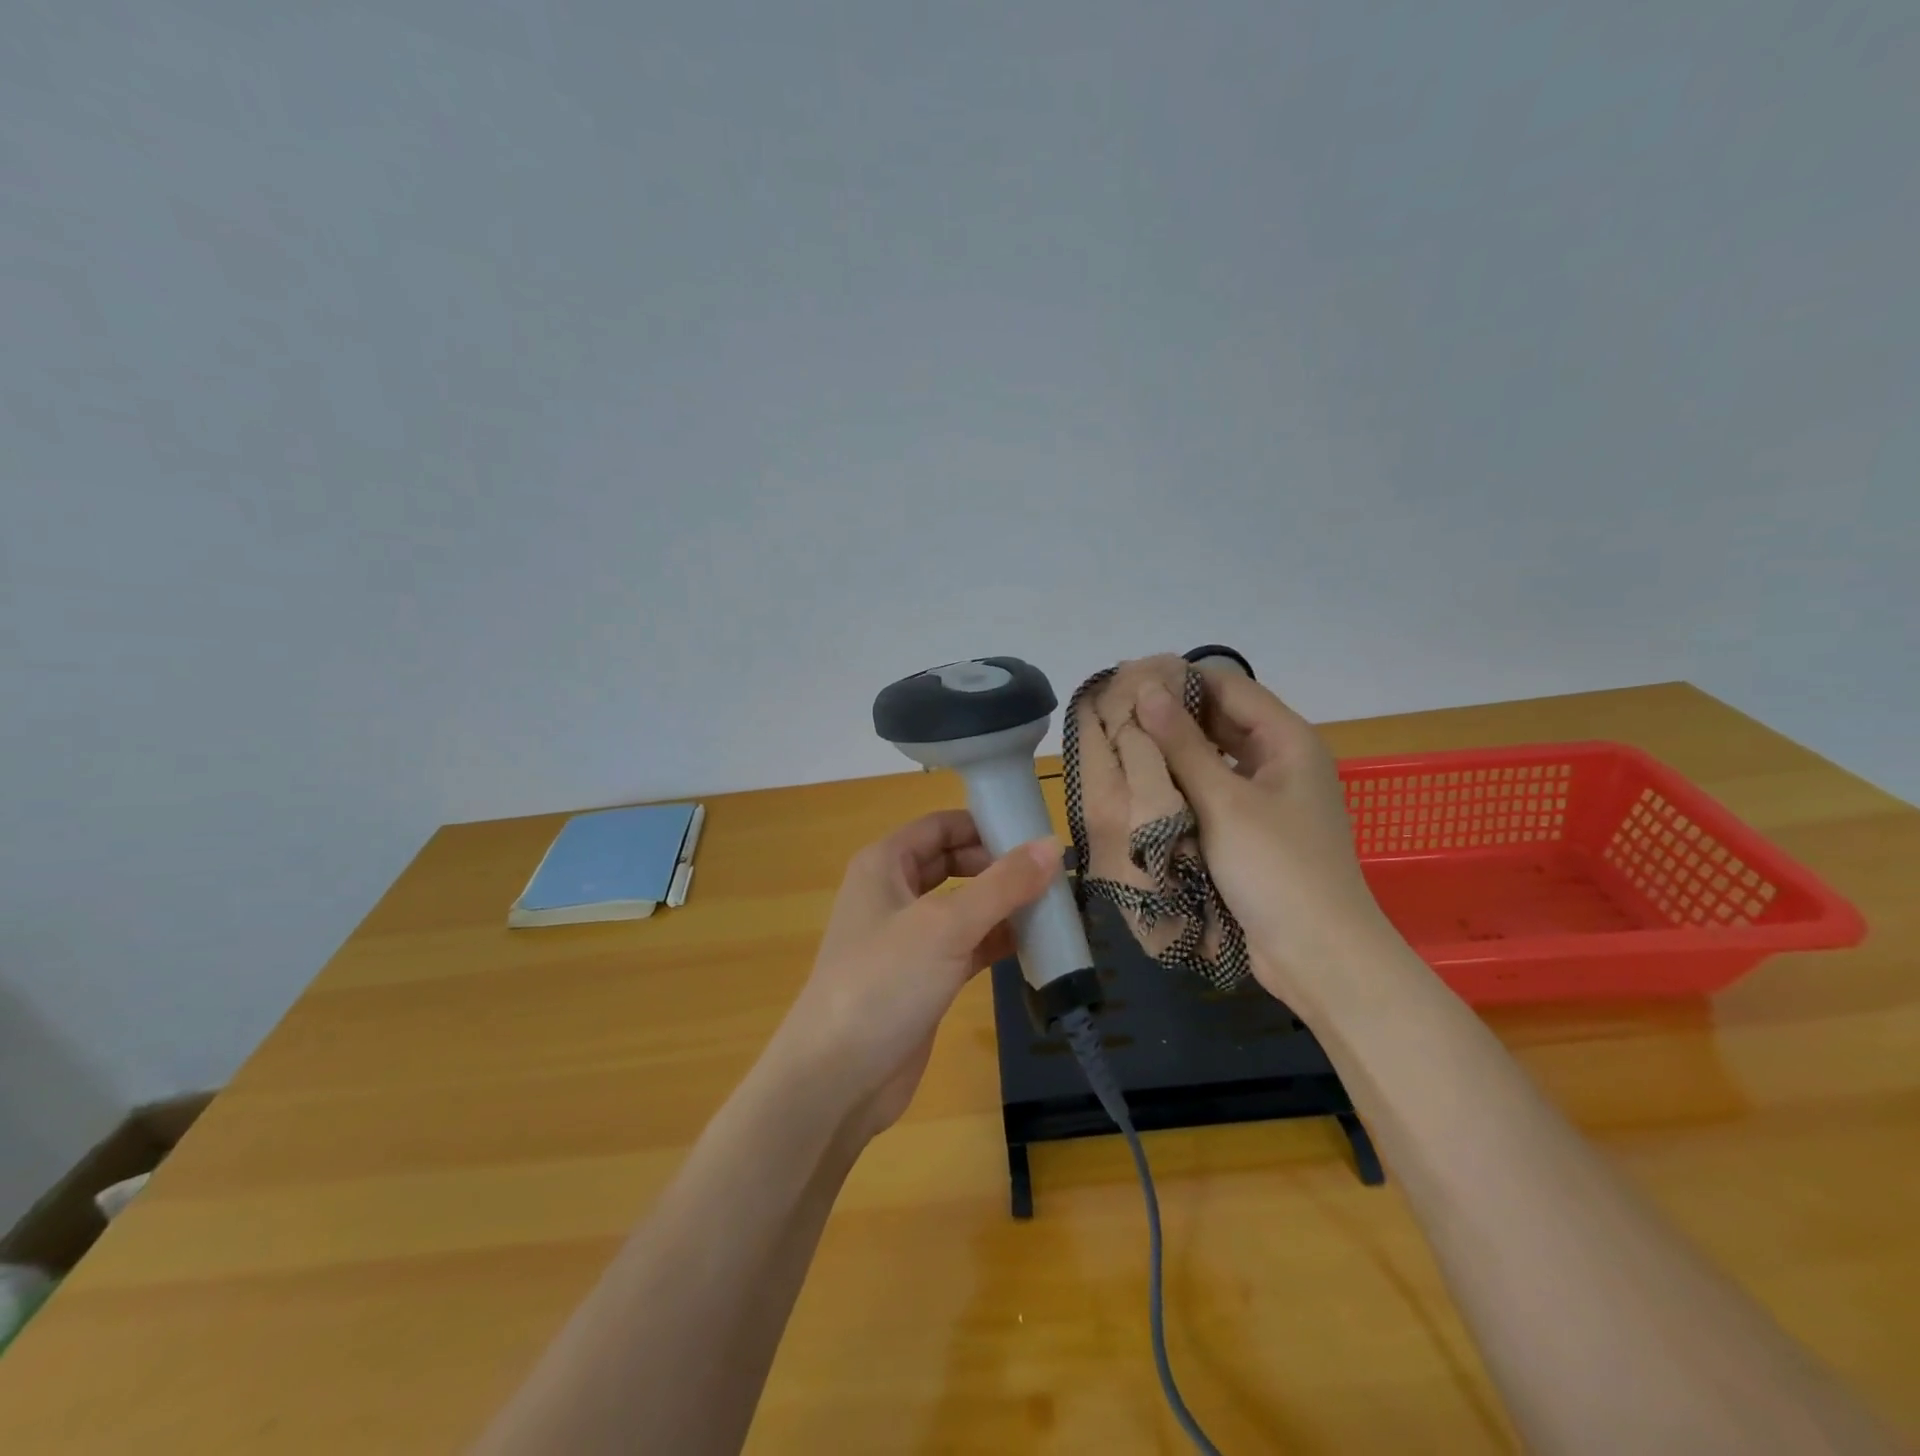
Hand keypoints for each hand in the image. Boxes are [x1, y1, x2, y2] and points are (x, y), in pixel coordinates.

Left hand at [768, 811, 1059, 1141]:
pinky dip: (999, 942)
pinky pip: (969, 946)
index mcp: (885, 865)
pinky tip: (1038, 946)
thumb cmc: (883, 983)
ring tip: (1057, 907)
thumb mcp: (945, 925)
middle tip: (1053, 875)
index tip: (1036, 834)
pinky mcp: (924, 978)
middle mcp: (895, 893)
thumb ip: (1002, 884)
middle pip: (955, 863)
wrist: (836, 1079)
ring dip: (1005, 906)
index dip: (985, 825)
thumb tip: (1052, 845)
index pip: (941, 826)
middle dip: (1000, 867)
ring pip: (965, 907)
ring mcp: (909, 938)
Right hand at [1135, 668, 1406, 1016]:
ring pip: (1215, 758)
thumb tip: (1148, 691)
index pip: (1229, 687)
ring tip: (1124, 744)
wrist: (1317, 954)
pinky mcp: (1254, 829)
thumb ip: (1183, 744)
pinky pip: (1214, 792)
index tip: (1129, 681)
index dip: (1181, 679)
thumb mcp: (1224, 801)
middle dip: (1173, 716)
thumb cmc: (1276, 868)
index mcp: (1288, 740)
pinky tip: (1148, 786)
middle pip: (1222, 720)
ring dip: (1175, 752)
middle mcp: (1281, 760)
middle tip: (1118, 714)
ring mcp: (1269, 797)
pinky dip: (1185, 785)